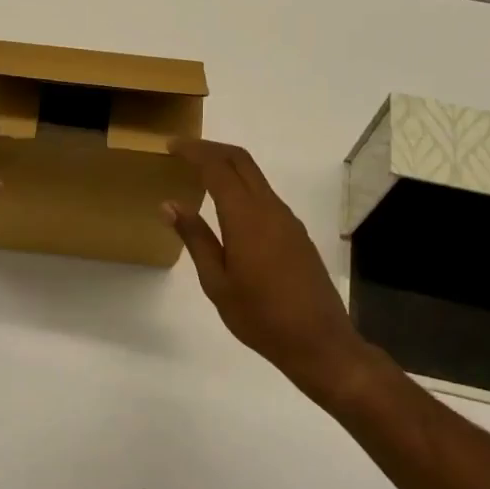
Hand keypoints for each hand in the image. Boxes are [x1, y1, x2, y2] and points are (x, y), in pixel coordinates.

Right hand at [165, 138, 383, 407]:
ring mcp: (287, 220)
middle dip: (212, 148)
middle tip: (183, 151)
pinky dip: (242, 186)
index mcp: (246, 217)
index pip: (217, 167)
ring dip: (228, 166)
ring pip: (256, 176)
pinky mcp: (296, 234)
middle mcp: (270, 208)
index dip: (193, 151)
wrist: (319, 342)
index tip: (171, 146)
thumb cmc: (260, 316)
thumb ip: (195, 238)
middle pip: (241, 160)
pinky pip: (265, 196)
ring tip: (200, 175)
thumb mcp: (216, 281)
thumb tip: (170, 204)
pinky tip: (228, 208)